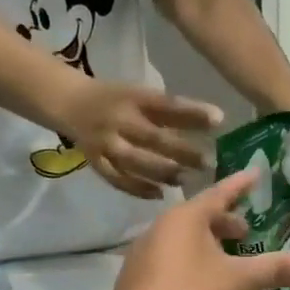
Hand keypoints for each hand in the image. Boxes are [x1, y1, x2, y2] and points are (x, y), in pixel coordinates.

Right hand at [59, 80, 221, 200]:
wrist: (69, 104)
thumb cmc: (118, 99)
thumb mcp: (142, 95)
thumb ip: (172, 111)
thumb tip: (215, 121)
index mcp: (133, 98)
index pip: (166, 105)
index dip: (192, 113)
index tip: (219, 121)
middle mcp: (118, 120)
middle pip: (152, 137)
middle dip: (182, 151)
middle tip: (207, 163)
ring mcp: (104, 142)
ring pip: (134, 161)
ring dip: (162, 172)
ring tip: (184, 179)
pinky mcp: (95, 162)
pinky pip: (117, 179)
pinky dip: (138, 188)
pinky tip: (159, 194)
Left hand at [112, 169, 289, 289]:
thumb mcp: (239, 282)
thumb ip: (276, 270)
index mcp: (185, 219)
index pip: (220, 193)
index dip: (242, 185)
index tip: (257, 174)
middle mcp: (160, 227)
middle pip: (200, 217)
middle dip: (226, 223)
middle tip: (247, 233)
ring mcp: (143, 253)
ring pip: (183, 239)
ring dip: (208, 244)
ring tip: (227, 261)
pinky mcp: (135, 278)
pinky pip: (169, 259)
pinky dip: (189, 262)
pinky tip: (200, 285)